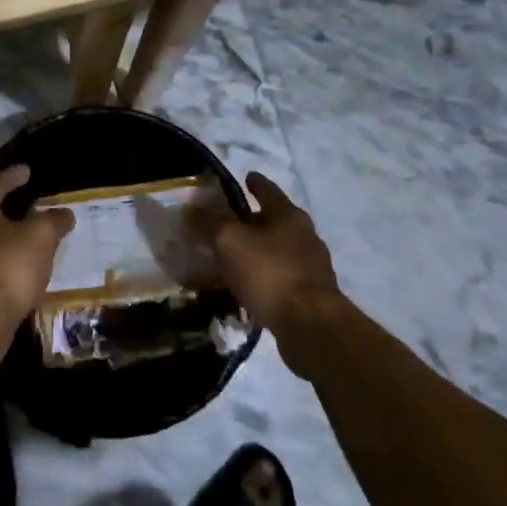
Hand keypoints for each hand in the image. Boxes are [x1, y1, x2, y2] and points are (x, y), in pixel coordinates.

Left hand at [0, 165, 73, 325]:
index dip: (14, 176)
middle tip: (24, 199)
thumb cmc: (9, 266)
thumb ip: (54, 220)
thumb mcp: (41, 236)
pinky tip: (15, 261)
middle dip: (4, 204)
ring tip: (23, 232)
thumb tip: (64, 213)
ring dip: (2, 231)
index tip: (28, 170)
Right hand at [205, 172, 343, 337]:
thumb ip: (211, 222)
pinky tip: (250, 288)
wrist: (311, 328)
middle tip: (229, 223)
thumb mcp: (230, 241)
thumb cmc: (270, 273)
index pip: (268, 189)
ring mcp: (312, 268)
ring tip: (235, 259)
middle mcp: (306, 236)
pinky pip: (282, 279)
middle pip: (276, 220)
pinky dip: (266, 278)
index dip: (254, 182)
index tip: (245, 177)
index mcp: (289, 215)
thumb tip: (193, 207)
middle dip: (255, 220)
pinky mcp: (313, 297)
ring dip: (260, 252)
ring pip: (280, 251)